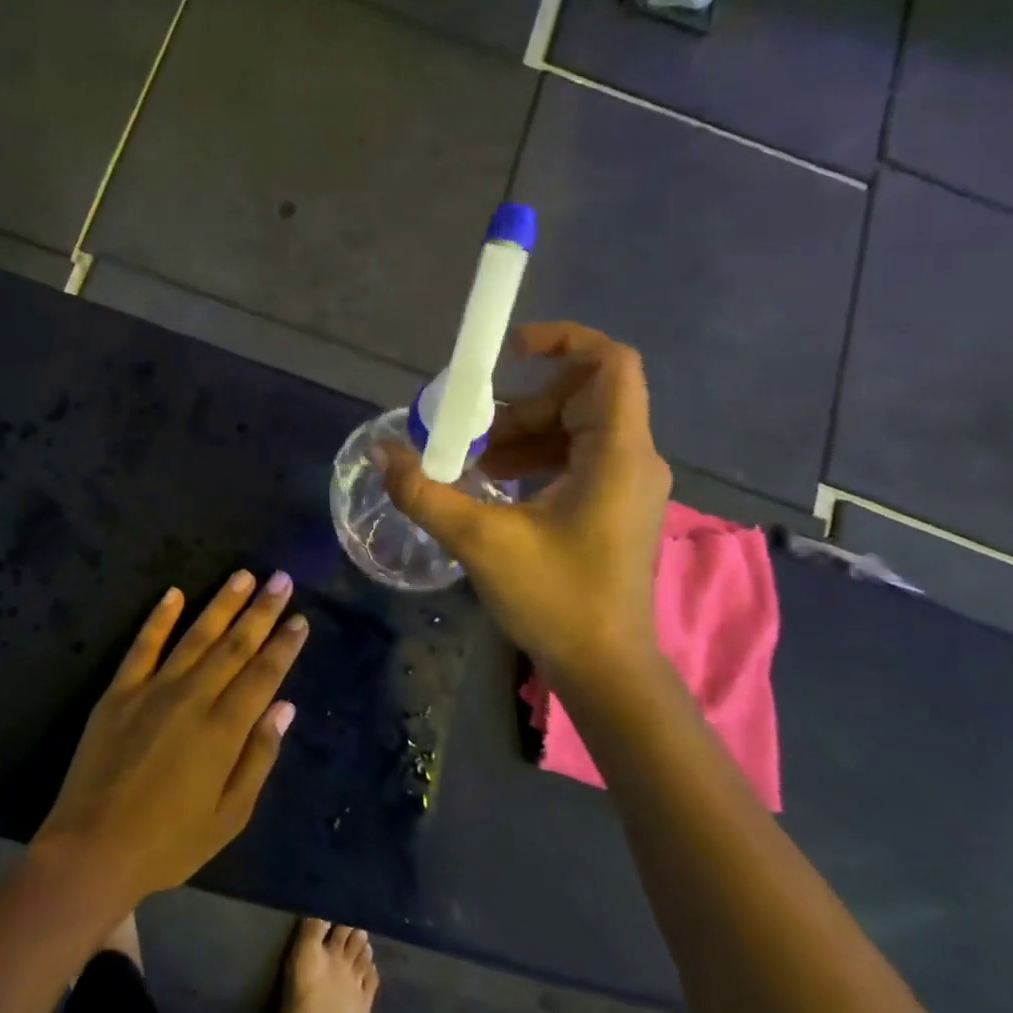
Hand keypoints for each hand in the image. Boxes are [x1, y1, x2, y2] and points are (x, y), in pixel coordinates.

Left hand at [33, 571, 307, 906]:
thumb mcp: (229, 816)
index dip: (284, 645)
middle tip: (281, 579)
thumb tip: (284, 707)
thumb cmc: (168, 842)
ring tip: (243, 575)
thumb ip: (258, 757)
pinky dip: (159, 617)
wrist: (92, 848)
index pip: (263, 674)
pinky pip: (143, 645)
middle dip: (261, 610)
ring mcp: (152, 689)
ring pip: (195, 635)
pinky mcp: (118, 691)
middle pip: (233, 645)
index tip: (299, 618)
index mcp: (223, 730)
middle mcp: (192, 698)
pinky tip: (173, 592)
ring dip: (221, 603)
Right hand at [380, 322, 669, 678]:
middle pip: (580, 396)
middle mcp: (632, 459)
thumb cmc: (556, 599)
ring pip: (574, 428)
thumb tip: (380, 452)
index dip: (563, 341)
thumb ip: (424, 492)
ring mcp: (626, 485)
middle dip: (521, 405)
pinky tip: (495, 487)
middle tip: (472, 433)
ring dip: (521, 435)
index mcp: (617, 454)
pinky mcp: (613, 507)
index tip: (508, 350)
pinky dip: (535, 459)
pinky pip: (575, 458)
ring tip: (473, 464)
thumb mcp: (480, 541)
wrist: (606, 670)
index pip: (610, 364)